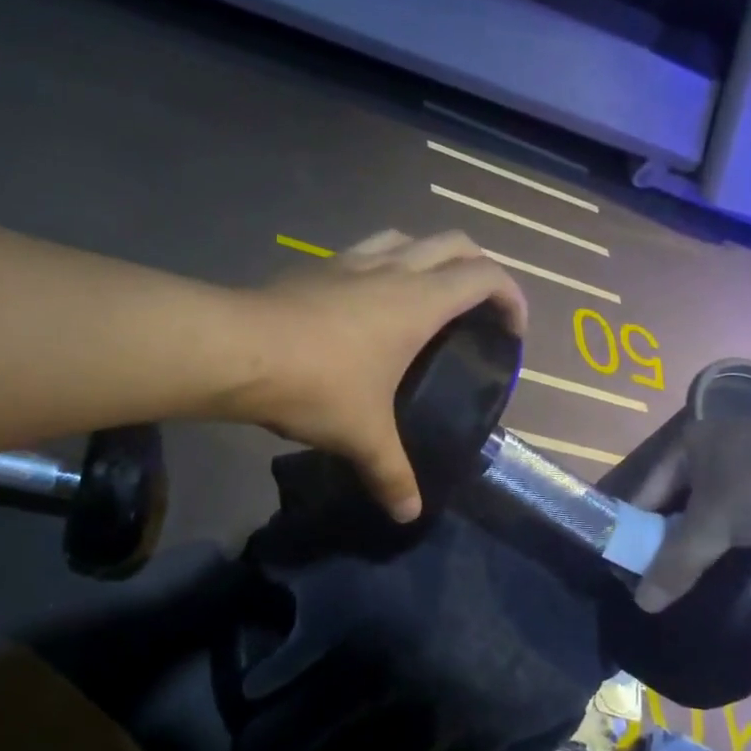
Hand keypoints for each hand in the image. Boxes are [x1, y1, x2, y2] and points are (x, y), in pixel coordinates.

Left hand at [248, 230, 527, 521]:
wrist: (237, 350)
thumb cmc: (316, 385)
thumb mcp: (361, 435)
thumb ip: (391, 474)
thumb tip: (409, 514)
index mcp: (418, 302)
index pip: (485, 277)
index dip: (511, 297)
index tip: (513, 330)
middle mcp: (391, 270)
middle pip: (454, 243)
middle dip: (479, 267)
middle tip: (479, 308)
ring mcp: (349, 261)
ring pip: (406, 236)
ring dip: (429, 256)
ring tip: (427, 295)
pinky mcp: (315, 266)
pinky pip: (364, 250)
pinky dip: (382, 264)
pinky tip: (366, 301)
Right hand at [628, 417, 750, 610]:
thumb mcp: (712, 528)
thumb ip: (674, 564)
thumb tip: (642, 604)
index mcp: (688, 441)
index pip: (646, 489)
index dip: (636, 526)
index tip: (633, 561)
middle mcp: (717, 439)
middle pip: (680, 494)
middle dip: (673, 530)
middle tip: (668, 566)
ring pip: (716, 498)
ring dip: (708, 529)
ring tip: (704, 562)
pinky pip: (748, 500)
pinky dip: (740, 524)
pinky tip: (745, 547)